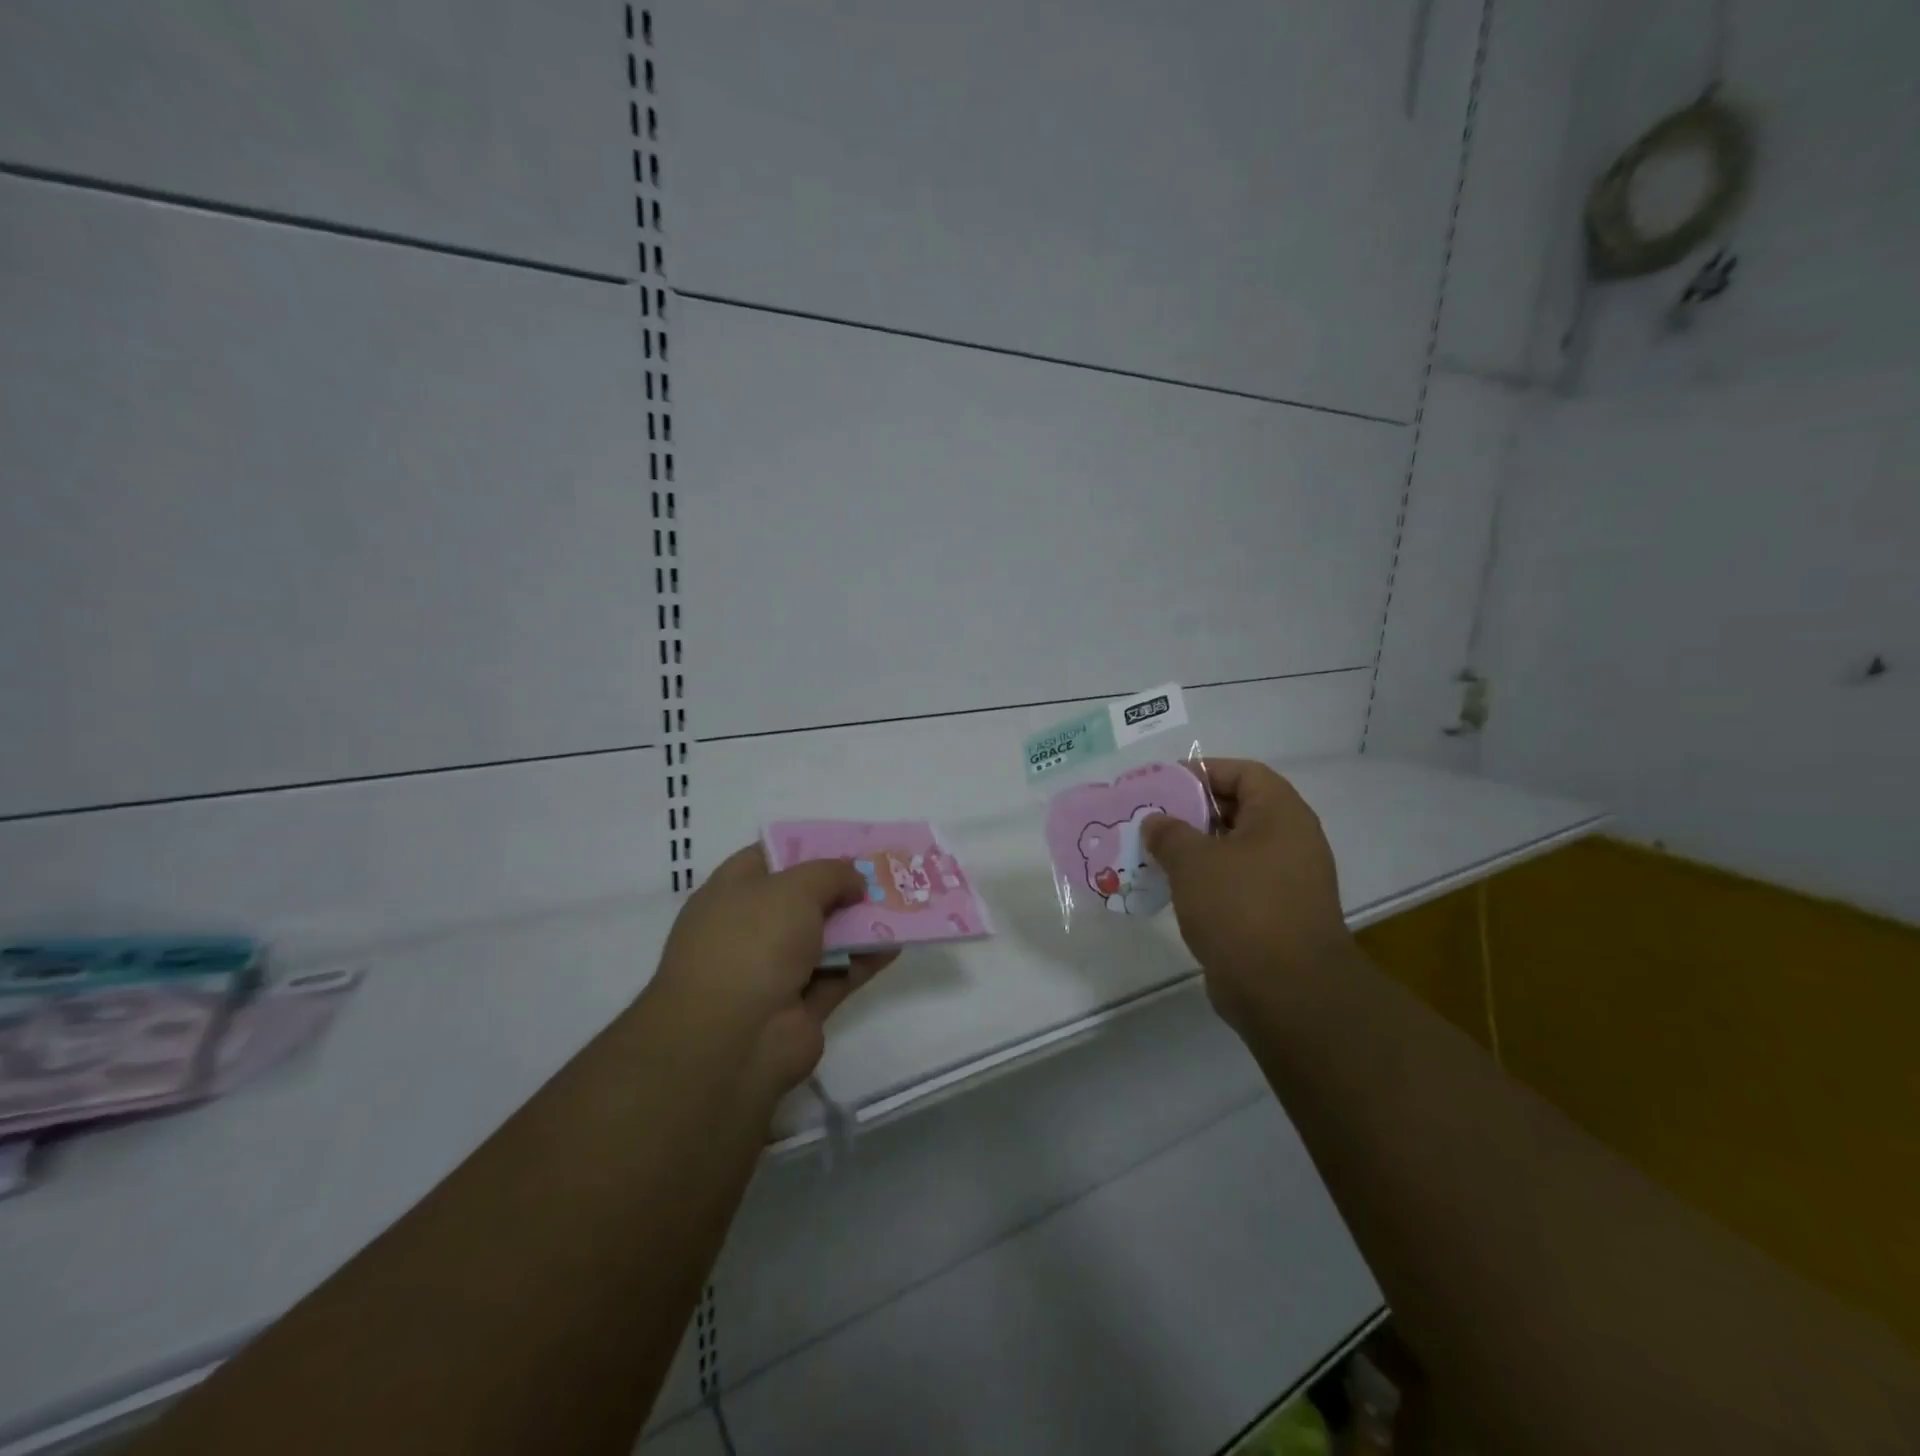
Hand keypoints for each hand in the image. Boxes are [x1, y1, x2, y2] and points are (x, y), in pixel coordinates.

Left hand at [643, 846, 895, 1098]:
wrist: (733, 1040)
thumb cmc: (752, 942)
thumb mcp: (794, 888)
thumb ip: (831, 874)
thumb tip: (854, 880)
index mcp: (731, 893)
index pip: (769, 859)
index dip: (807, 848)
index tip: (848, 843)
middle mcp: (749, 929)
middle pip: (802, 899)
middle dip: (842, 886)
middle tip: (884, 872)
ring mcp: (773, 972)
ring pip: (825, 938)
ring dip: (860, 923)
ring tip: (900, 903)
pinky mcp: (800, 1008)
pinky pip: (839, 974)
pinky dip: (865, 959)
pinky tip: (897, 942)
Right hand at [1144, 760, 1353, 1028]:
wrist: (1287, 992)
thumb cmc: (1241, 908)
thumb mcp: (1194, 861)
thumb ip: (1169, 833)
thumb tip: (1156, 822)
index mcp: (1282, 816)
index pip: (1244, 773)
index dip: (1203, 771)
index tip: (1163, 784)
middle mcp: (1291, 842)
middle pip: (1238, 810)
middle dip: (1192, 812)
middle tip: (1151, 819)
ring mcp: (1287, 882)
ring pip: (1234, 851)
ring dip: (1195, 850)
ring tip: (1152, 853)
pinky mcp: (1276, 916)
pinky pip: (1236, 884)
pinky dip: (1205, 882)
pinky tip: (1171, 889)